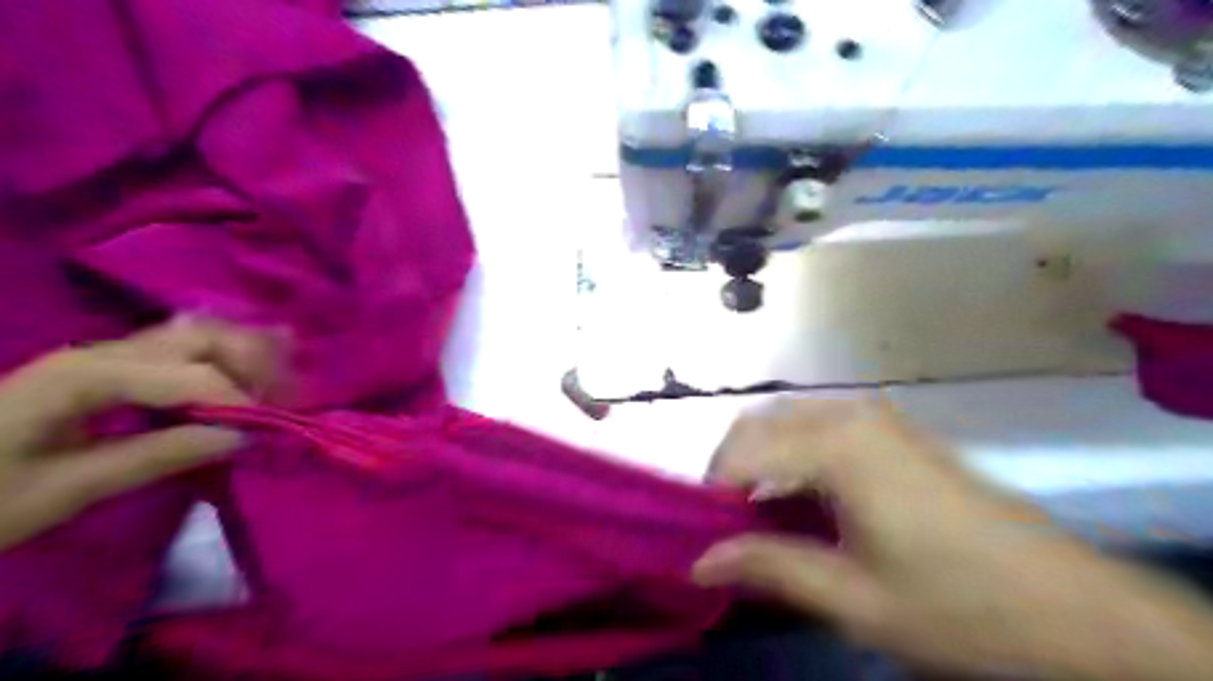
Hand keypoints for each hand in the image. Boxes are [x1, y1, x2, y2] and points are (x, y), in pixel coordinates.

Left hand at [0, 318, 278, 553]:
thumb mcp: (63, 491)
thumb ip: (158, 455)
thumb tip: (243, 436)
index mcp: (82, 376)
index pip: (188, 374)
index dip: (238, 399)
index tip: (274, 430)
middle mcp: (99, 352)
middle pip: (199, 337)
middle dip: (254, 362)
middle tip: (289, 397)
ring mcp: (103, 356)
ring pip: (195, 336)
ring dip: (245, 354)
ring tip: (284, 379)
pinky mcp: (107, 370)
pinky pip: (181, 350)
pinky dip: (224, 358)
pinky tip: (249, 371)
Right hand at [698, 399, 1212, 680]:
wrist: (1069, 604)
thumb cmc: (956, 603)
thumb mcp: (852, 599)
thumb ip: (768, 568)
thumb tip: (698, 562)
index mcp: (837, 447)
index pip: (742, 451)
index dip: (712, 491)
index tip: (703, 534)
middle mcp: (849, 415)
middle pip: (758, 424)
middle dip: (730, 469)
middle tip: (727, 525)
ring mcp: (874, 417)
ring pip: (785, 421)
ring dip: (759, 460)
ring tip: (759, 515)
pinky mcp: (891, 429)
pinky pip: (816, 426)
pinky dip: (790, 455)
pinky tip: (801, 499)